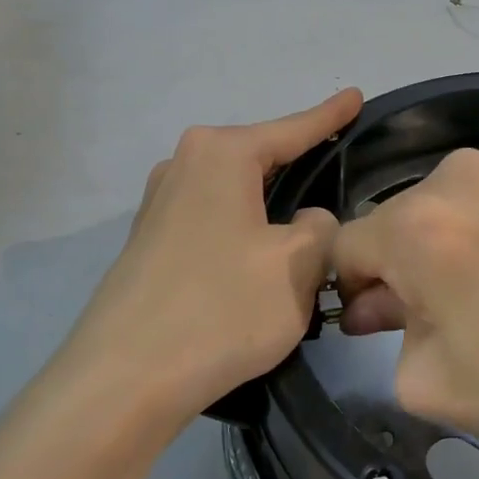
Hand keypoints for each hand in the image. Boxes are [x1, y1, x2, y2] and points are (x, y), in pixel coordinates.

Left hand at [60, 89, 362, 428]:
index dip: (330, 116)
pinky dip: (244, 231)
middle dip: (300, 165)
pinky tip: (259, 260)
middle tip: (339, 171)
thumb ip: (321, 229)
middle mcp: (185, 164)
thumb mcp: (298, 265)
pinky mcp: (150, 243)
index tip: (355, 96)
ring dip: (271, 207)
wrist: (122, 381)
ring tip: (306, 226)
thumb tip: (306, 222)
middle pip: (261, 158)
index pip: (292, 129)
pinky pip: (215, 220)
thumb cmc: (220, 308)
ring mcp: (160, 204)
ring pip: (237, 193)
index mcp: (222, 154)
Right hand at [332, 143, 478, 470]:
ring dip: (448, 234)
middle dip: (403, 262)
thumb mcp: (429, 383)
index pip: (345, 244)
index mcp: (416, 228)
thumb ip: (381, 331)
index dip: (353, 287)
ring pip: (443, 199)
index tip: (382, 319)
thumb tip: (375, 300)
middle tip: (444, 312)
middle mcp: (452, 175)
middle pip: (397, 219)